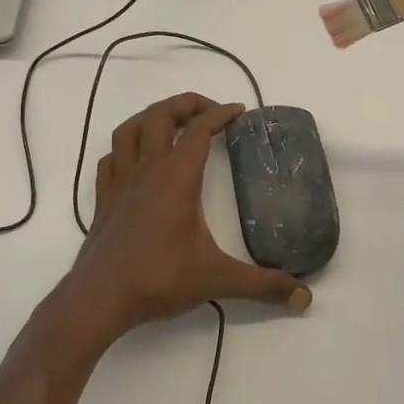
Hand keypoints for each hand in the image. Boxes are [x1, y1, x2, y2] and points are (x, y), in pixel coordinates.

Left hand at [59, 93, 310, 344]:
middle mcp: (147, 170)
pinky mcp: (103, 200)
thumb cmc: (158, 280)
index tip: (239, 111)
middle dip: (185, 104)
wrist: (99, 299)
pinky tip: (135, 160)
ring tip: (172, 123)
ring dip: (151, 117)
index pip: (199, 130)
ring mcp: (120, 183)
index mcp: (177, 178)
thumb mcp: (217, 280)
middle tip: (209, 111)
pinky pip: (110, 159)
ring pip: (129, 130)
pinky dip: (124, 149)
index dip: (220, 114)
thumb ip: (263, 285)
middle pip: (160, 116)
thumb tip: (304, 298)